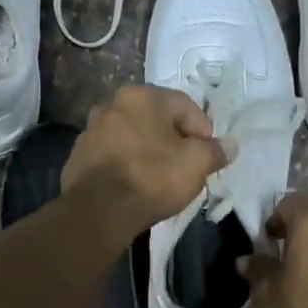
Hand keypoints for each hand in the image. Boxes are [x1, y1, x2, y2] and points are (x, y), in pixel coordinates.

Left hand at [62, 85, 229, 239]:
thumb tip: (230, 145)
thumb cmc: (152, 178)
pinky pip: (112, 155)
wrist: (98, 211)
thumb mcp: (196, 164)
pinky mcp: (78, 156)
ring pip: (132, 136)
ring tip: (160, 178)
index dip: (203, 131)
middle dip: (174, 140)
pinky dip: (126, 164)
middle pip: (156, 119)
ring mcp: (91, 130)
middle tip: (186, 166)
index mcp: (142, 96)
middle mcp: (112, 104)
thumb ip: (215, 151)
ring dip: (148, 151)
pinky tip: (134, 185)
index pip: (185, 105)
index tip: (208, 156)